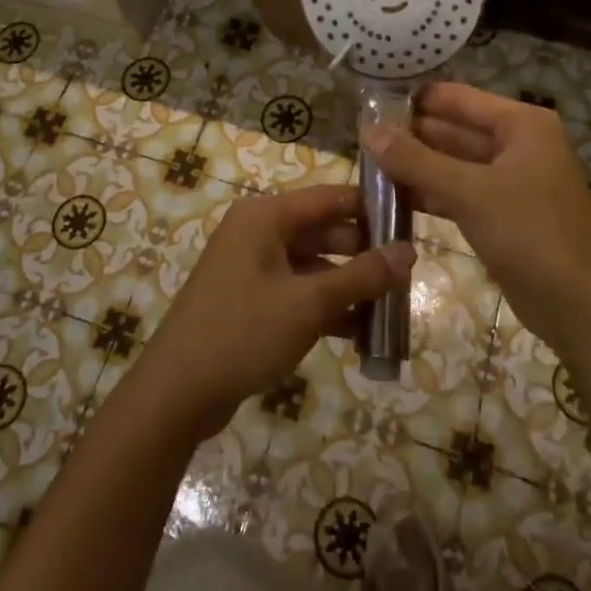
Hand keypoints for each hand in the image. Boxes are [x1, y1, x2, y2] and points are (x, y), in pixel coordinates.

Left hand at [132, 183, 415, 439]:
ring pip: (314, 267)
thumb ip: (361, 275)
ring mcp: (253, 268)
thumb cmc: (243, 332)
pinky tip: (361, 336)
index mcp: (265, 216)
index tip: (412, 222)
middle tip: (409, 275)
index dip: (371, 207)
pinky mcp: (252, 301)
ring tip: (393, 311)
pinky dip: (327, 309)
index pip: (330, 197)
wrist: (177, 392)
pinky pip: (299, 293)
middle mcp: (258, 233)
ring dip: (350, 288)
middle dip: (365, 255)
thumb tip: (410, 251)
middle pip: (324, 232)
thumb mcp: (309, 303)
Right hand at [363, 83, 590, 352]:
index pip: (457, 98)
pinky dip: (432, 192)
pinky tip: (395, 197)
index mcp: (521, 124)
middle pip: (455, 129)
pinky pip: (461, 192)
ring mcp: (513, 180)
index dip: (415, 99)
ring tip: (368, 165)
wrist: (582, 309)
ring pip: (455, 163)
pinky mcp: (505, 214)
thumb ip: (416, 160)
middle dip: (412, 135)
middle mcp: (518, 144)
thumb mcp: (470, 192)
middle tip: (361, 139)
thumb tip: (367, 130)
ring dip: (418, 166)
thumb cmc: (531, 235)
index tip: (370, 105)